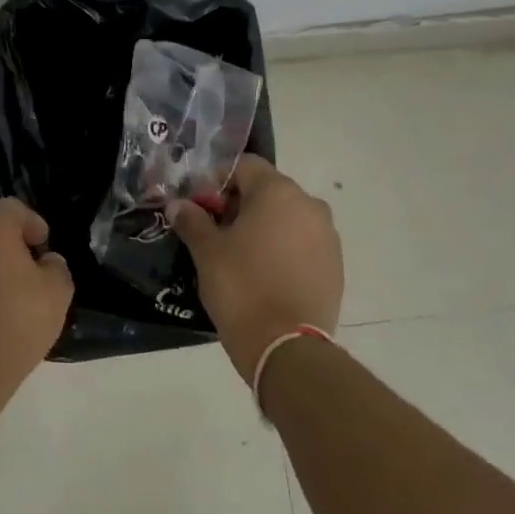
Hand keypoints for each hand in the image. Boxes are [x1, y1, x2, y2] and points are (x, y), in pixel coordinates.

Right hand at [171, 156, 342, 381]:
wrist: (287, 346)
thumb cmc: (241, 287)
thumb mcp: (207, 252)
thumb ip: (192, 220)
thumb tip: (178, 205)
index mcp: (278, 192)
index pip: (245, 166)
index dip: (218, 181)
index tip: (200, 207)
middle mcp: (310, 205)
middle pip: (268, 191)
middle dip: (240, 205)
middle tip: (215, 233)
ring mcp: (328, 236)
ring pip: (288, 218)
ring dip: (264, 227)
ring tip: (240, 257)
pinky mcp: (336, 266)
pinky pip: (304, 244)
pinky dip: (284, 249)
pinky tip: (265, 275)